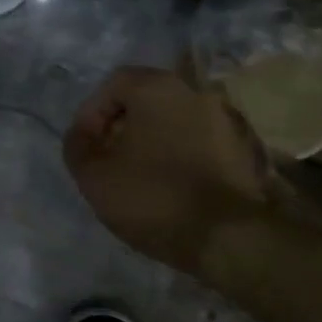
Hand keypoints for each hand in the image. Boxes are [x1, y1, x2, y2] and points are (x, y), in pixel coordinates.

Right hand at [63, 66, 271, 274]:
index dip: (92, 114)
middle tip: (107, 161)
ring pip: (174, 121)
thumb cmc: (154, 197)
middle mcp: (196, 92)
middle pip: (146, 100)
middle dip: (121, 127)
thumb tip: (81, 136)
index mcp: (158, 88)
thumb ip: (78, 147)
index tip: (85, 147)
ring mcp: (226, 119)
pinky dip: (179, 155)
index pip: (114, 83)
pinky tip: (170, 186)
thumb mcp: (94, 177)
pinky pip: (199, 142)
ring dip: (151, 141)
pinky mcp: (243, 148)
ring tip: (137, 177)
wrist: (230, 237)